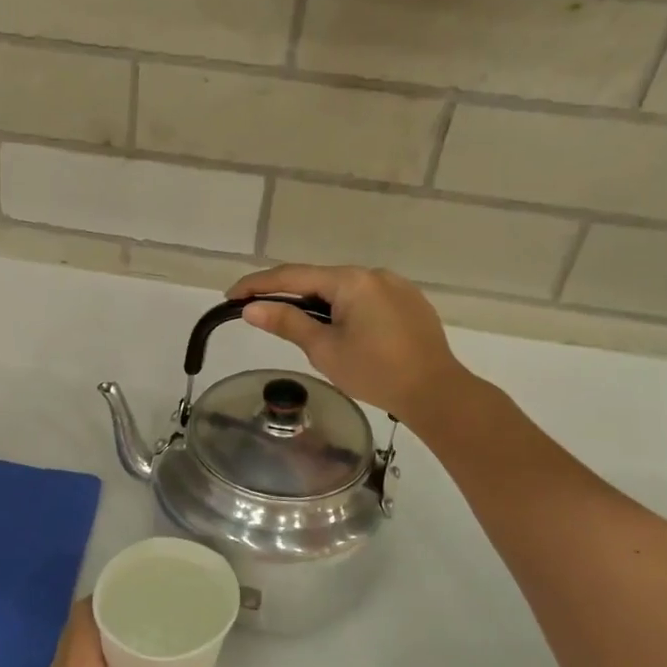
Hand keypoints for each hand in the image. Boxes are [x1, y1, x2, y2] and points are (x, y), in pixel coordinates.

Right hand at [226, 264, 468, 422]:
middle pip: (318, 280)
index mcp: (351, 281)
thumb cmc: (375, 373)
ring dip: (317, 304)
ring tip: (300, 328)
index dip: (258, 285)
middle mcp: (374, 274)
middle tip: (260, 313)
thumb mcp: (324, 350)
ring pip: (343, 290)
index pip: (292, 276)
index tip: (231, 297)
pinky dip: (344, 309)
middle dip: (287, 295)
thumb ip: (287, 323)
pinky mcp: (410, 302)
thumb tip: (251, 309)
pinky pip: (366, 299)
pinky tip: (342, 332)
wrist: (436, 392)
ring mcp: (395, 286)